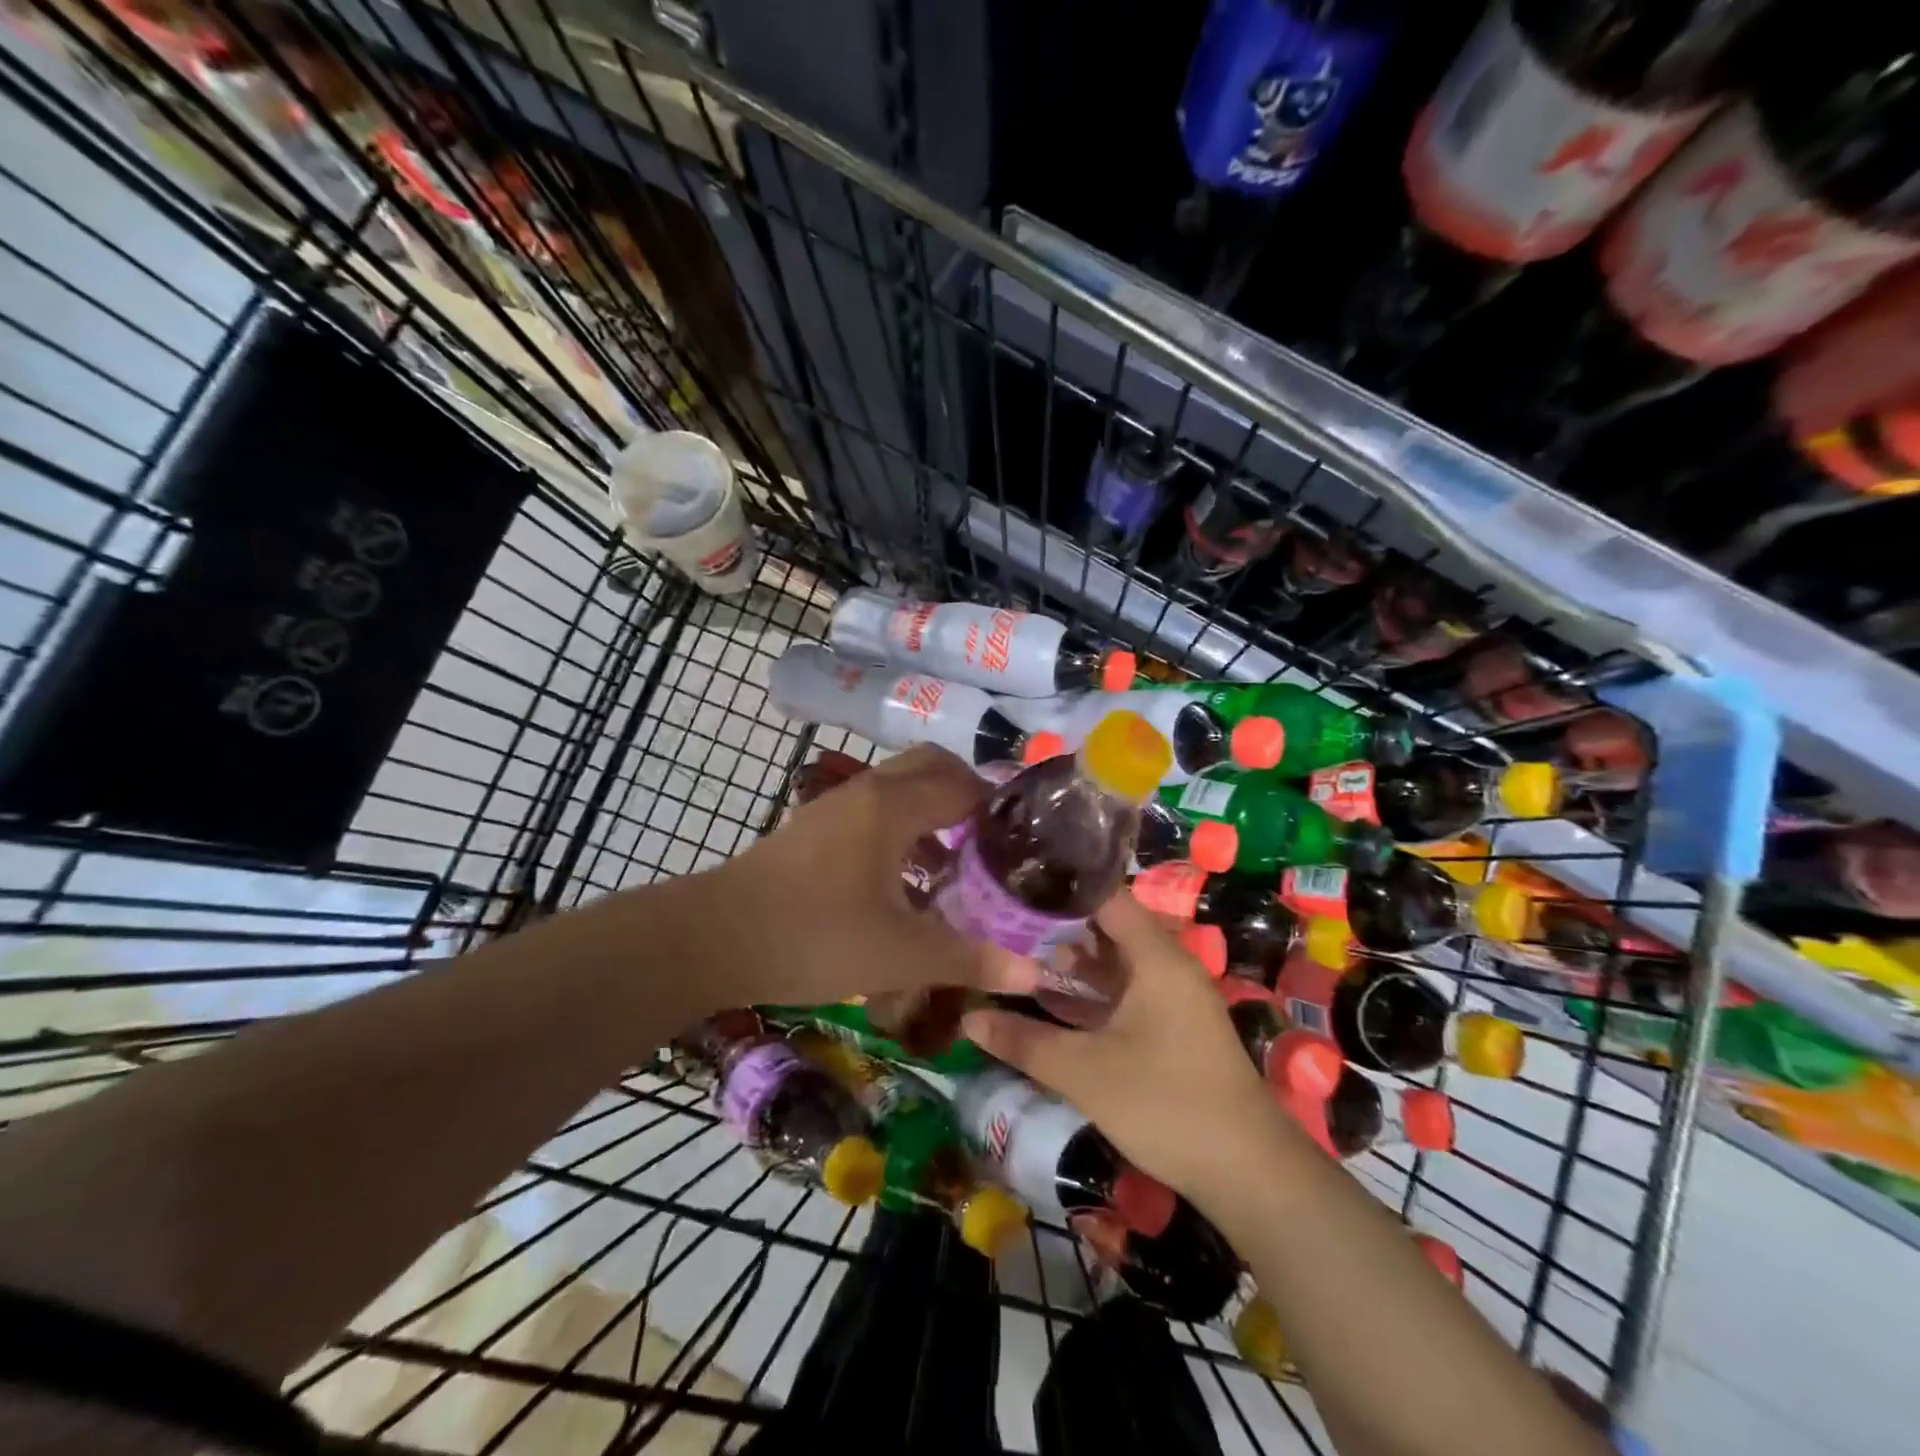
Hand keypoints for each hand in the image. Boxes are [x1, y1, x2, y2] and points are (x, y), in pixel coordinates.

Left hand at [712, 745, 1037, 1006]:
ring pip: (899, 787)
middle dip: (968, 793)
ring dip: (933, 810)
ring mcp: (834, 806)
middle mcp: (867, 792)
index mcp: (894, 806)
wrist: (712, 938)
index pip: (964, 785)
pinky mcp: (813, 828)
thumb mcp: (900, 955)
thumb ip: (969, 960)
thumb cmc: (813, 936)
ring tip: (957, 863)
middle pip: (931, 766)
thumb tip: (1034, 974)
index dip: (1000, 807)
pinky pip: (873, 809)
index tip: (1027, 840)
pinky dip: (902, 827)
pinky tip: (904, 881)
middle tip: (994, 840)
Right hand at [963, 892, 1296, 1202]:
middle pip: (1107, 927)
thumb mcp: (1085, 1072)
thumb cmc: (1166, 1104)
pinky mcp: (1172, 1026)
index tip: (1015, 882)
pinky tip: (1051, 999)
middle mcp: (1167, 965)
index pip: (1106, 896)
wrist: (1248, 1172)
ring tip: (1015, 953)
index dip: (1061, 886)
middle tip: (1002, 920)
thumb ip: (1024, 1041)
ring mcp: (1172, 997)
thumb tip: (968, 1019)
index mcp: (1155, 956)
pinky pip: (1124, 991)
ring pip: (1114, 963)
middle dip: (1056, 925)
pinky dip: (1090, 991)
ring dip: (1071, 961)